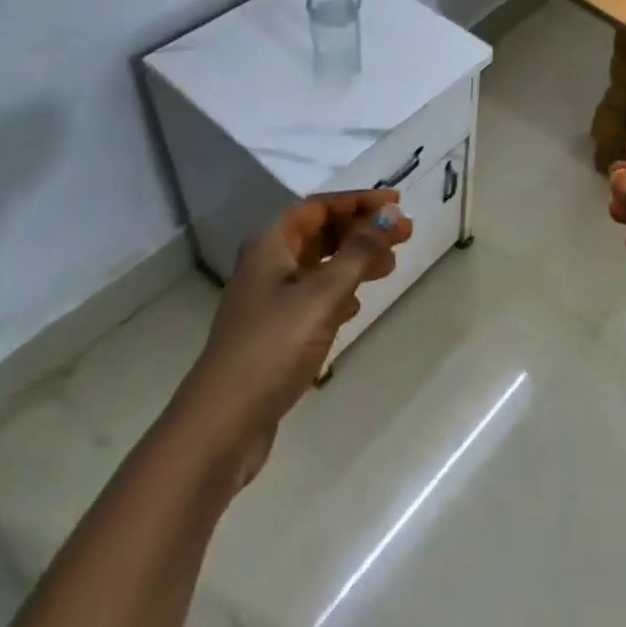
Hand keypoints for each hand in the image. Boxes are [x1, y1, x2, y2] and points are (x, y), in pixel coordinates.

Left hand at [187, 191, 410, 475]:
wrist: (222, 425)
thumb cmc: (273, 347)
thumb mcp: (322, 294)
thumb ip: (359, 252)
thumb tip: (390, 214)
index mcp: (270, 245)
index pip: (319, 207)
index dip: (358, 201)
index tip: (397, 204)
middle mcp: (266, 266)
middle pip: (319, 233)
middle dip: (361, 230)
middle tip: (403, 235)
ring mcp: (268, 302)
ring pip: (318, 266)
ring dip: (354, 260)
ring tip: (390, 267)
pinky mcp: (273, 334)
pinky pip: (313, 297)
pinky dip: (339, 292)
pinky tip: (356, 307)